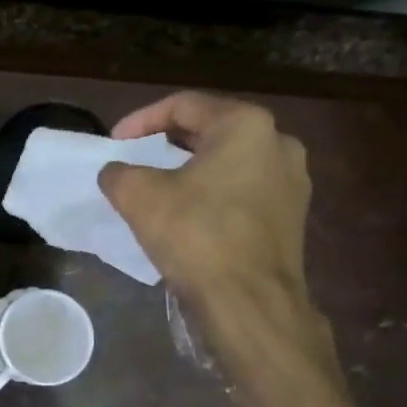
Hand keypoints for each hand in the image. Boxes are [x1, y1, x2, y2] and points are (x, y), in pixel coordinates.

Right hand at [98, 91, 322, 357]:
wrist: (249, 301)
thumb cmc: (195, 235)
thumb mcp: (138, 196)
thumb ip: (119, 173)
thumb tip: (117, 173)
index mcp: (246, 125)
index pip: (184, 105)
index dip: (140, 120)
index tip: (114, 143)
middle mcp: (278, 143)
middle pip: (211, 130)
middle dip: (168, 143)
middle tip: (136, 159)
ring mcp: (292, 182)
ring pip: (230, 163)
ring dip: (191, 170)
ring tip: (159, 188)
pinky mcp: (292, 217)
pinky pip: (244, 192)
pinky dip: (213, 194)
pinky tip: (189, 216)